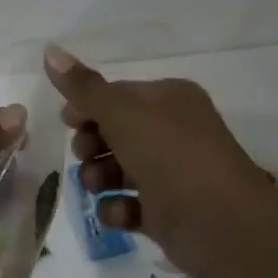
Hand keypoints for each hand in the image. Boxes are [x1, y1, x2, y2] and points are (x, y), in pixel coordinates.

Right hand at [46, 45, 270, 274]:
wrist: (228, 227)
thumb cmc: (173, 156)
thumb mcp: (122, 114)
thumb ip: (83, 87)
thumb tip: (49, 49)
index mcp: (168, 99)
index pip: (117, 94)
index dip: (87, 106)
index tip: (66, 121)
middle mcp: (173, 131)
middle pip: (116, 131)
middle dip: (92, 143)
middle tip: (82, 154)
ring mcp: (173, 173)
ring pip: (120, 168)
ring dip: (99, 176)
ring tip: (95, 187)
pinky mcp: (170, 213)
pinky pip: (132, 205)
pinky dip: (118, 209)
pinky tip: (116, 214)